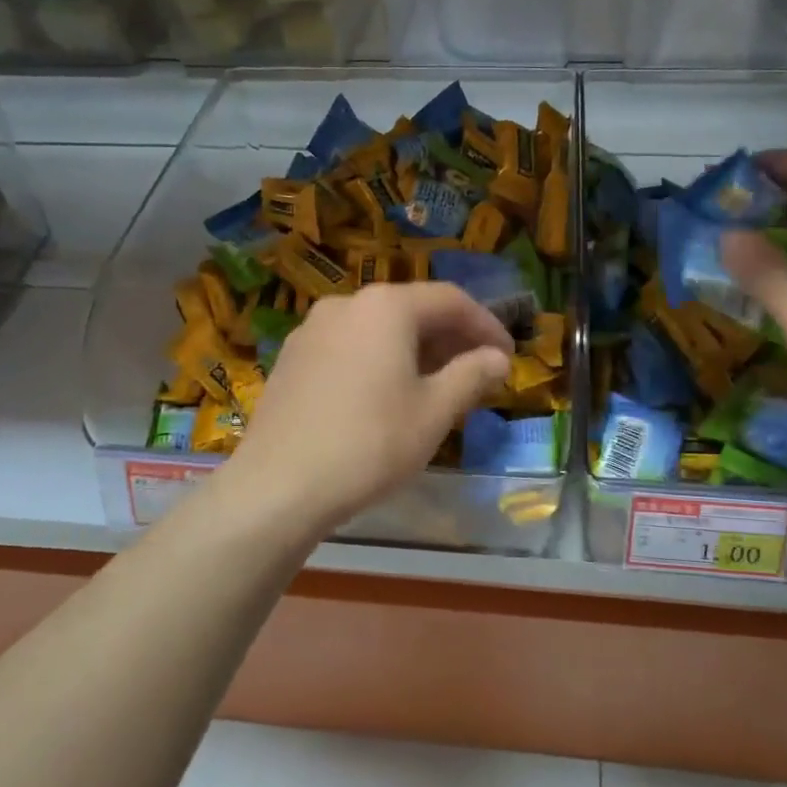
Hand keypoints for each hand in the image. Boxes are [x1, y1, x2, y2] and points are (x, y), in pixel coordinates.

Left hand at [224, 282, 512, 534]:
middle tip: (477, 372)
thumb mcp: (434, 412)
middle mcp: (347, 304)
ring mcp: (312, 329)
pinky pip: (349, 346)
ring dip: (415, 350)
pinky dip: (379, 359)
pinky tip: (386, 394)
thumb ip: (471, 375)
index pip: (450, 300)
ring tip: (436, 385)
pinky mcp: (292, 357)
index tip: (507, 357)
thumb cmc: (370, 444)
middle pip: (412, 309)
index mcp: (386, 307)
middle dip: (450, 338)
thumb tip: (497, 358)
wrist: (278, 486)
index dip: (486, 326)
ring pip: (378, 328)